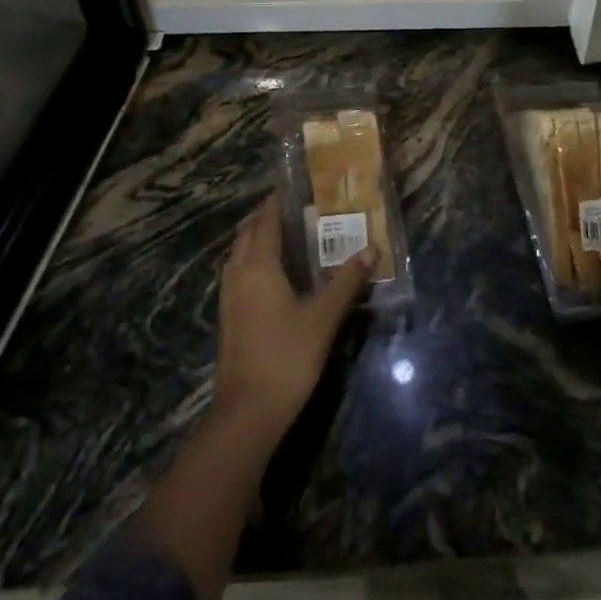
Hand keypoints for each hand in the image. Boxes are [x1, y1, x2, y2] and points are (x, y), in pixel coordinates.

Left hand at [212, 195, 371, 441]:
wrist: (248, 412)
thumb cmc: (288, 356)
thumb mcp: (324, 318)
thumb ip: (347, 282)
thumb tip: (372, 249)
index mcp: (259, 267)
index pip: (267, 221)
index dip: (278, 202)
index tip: (296, 187)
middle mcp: (238, 274)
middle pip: (248, 233)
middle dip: (267, 217)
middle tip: (296, 209)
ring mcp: (229, 297)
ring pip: (239, 254)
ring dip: (257, 238)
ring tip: (286, 236)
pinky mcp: (229, 317)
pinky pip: (238, 273)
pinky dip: (252, 260)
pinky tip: (273, 274)